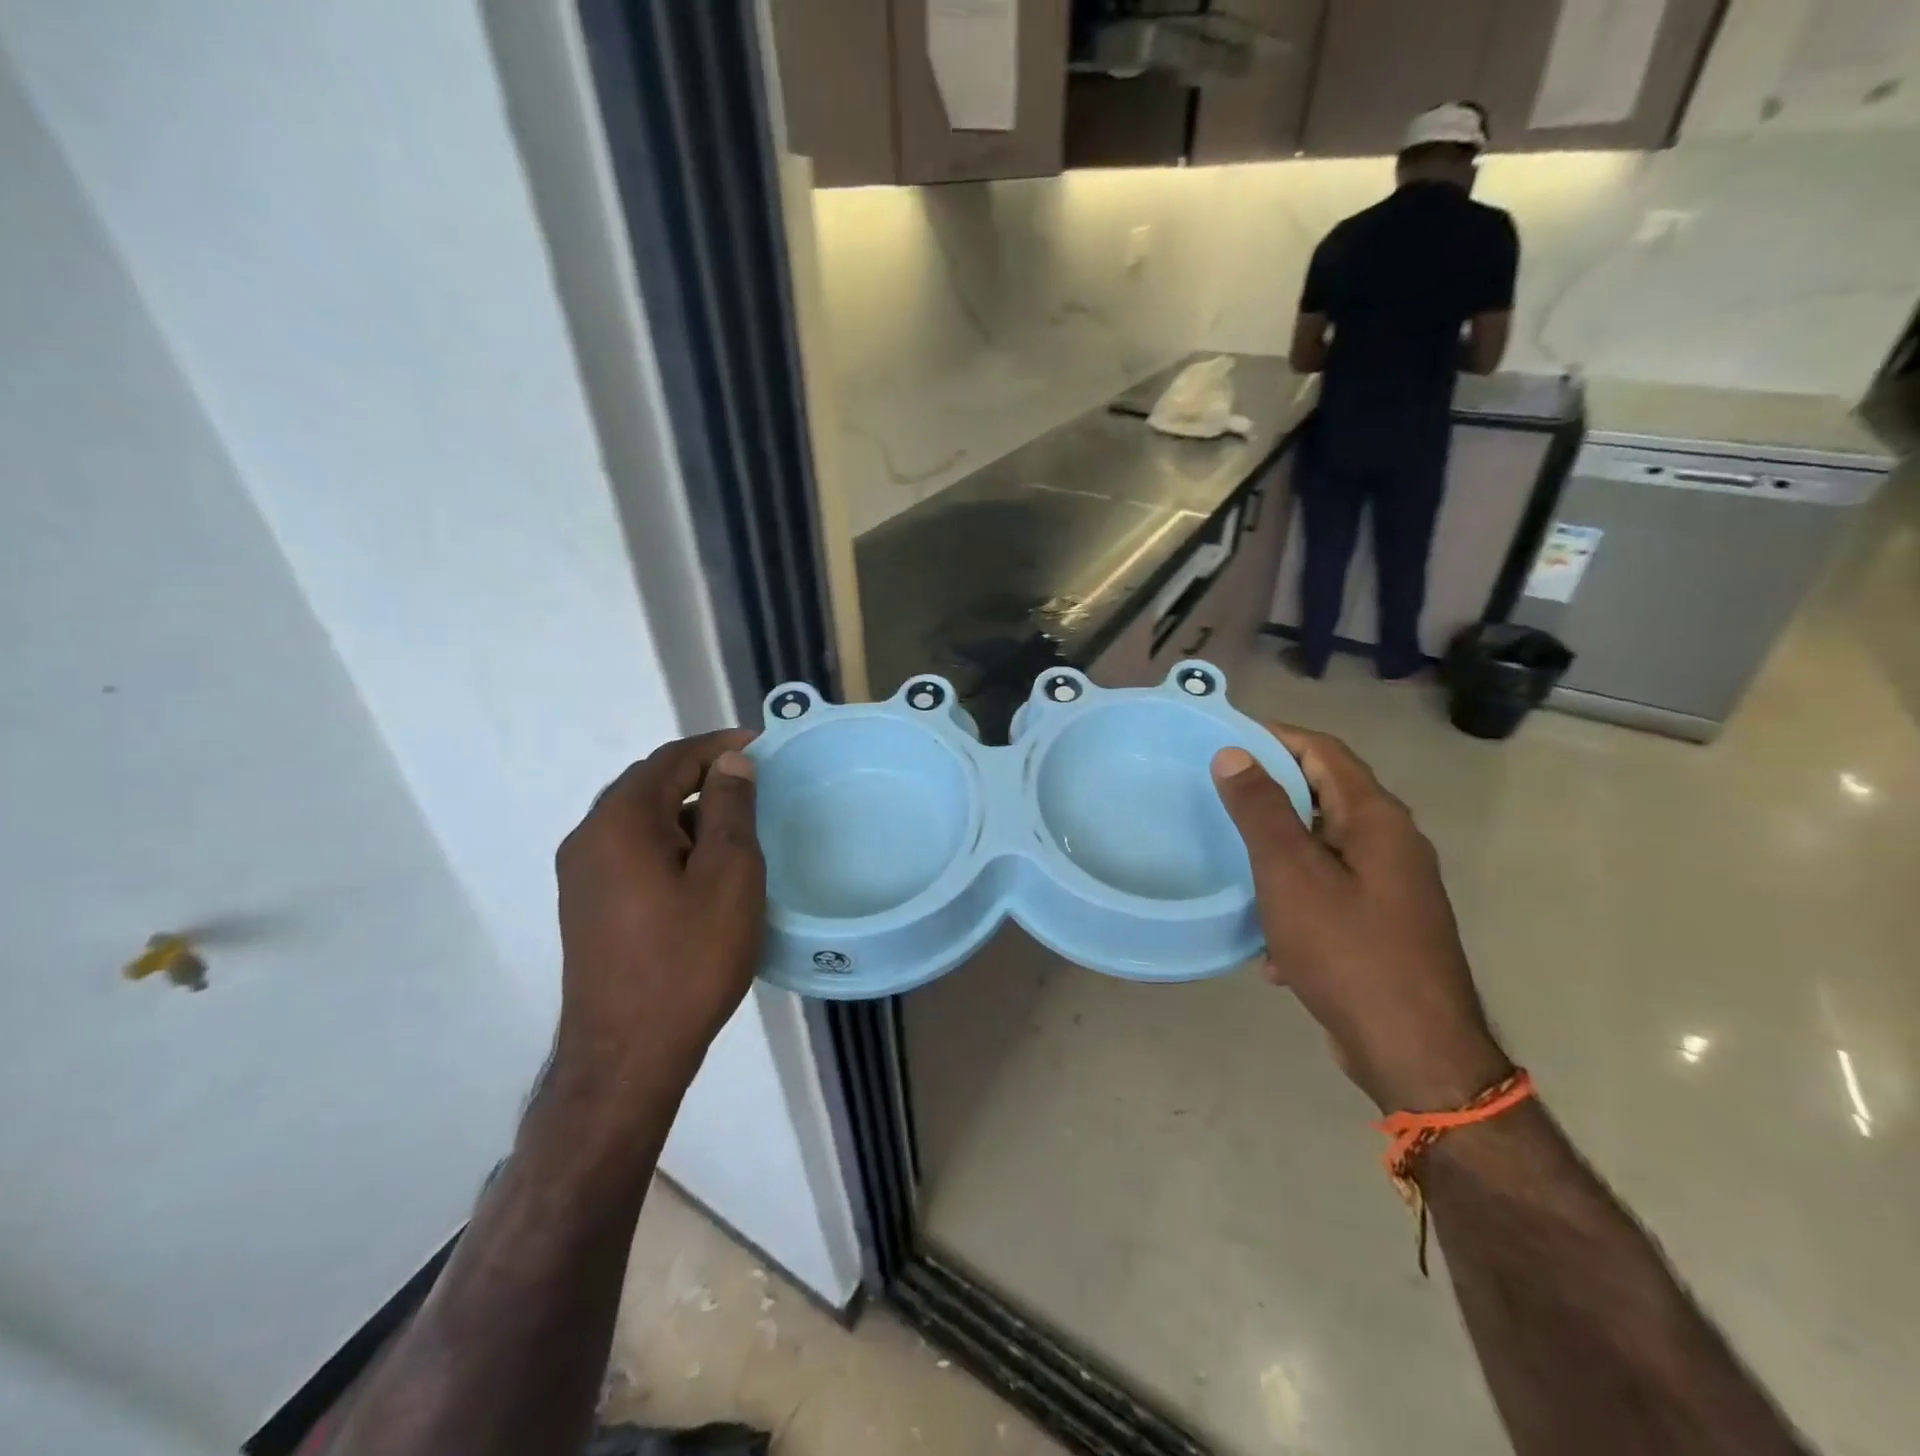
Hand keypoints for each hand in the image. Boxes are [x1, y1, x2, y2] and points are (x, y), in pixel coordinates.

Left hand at [553, 730, 764, 1085]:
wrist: (627, 1055)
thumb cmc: (688, 960)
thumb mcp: (728, 876)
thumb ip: (730, 809)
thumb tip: (730, 762)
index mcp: (620, 822)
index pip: (672, 759)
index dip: (719, 745)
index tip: (763, 744)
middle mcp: (589, 838)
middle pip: (650, 783)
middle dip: (702, 774)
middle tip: (754, 779)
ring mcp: (582, 874)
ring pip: (641, 818)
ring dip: (687, 808)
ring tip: (736, 821)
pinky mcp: (588, 904)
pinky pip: (632, 849)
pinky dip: (670, 840)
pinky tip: (703, 864)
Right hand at [1211, 726, 1509, 1112]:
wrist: (1414, 1052)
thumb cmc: (1348, 950)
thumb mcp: (1290, 874)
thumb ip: (1261, 809)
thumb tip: (1234, 753)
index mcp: (1376, 818)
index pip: (1323, 751)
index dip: (1274, 737)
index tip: (1225, 741)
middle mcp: (1392, 843)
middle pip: (1325, 795)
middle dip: (1271, 794)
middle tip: (1217, 798)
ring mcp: (1392, 887)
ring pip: (1324, 847)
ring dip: (1280, 851)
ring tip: (1234, 865)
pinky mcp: (1384, 925)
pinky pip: (1331, 891)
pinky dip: (1296, 899)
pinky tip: (1271, 941)